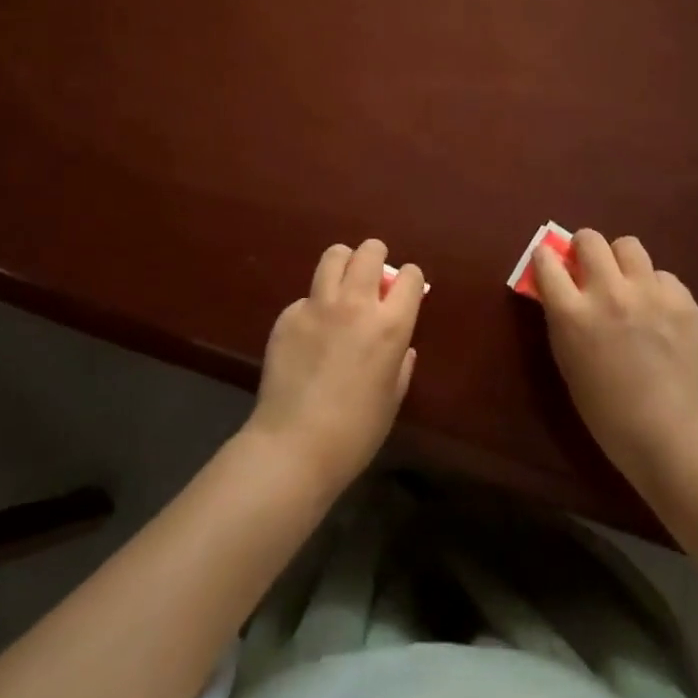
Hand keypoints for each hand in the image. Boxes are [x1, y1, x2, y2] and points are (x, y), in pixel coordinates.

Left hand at [247, 239, 421, 498]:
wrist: (294, 446)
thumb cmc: (356, 432)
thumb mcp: (393, 397)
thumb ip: (401, 362)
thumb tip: (401, 344)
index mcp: (391, 325)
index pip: (409, 276)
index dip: (409, 280)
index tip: (404, 292)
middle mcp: (356, 304)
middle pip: (369, 252)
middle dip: (376, 257)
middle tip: (373, 278)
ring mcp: (317, 305)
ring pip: (334, 256)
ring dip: (344, 263)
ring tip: (343, 285)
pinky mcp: (288, 315)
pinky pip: (307, 295)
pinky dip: (315, 304)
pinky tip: (311, 332)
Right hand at [532, 229, 697, 501]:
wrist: (674, 437)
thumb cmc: (608, 412)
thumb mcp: (568, 363)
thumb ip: (561, 320)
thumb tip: (559, 289)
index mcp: (572, 314)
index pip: (546, 260)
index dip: (546, 258)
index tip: (550, 264)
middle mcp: (608, 293)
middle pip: (589, 239)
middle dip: (584, 249)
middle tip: (588, 269)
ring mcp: (649, 293)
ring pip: (628, 245)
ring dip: (620, 260)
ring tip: (626, 284)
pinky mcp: (682, 300)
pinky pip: (662, 275)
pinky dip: (655, 287)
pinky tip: (659, 314)